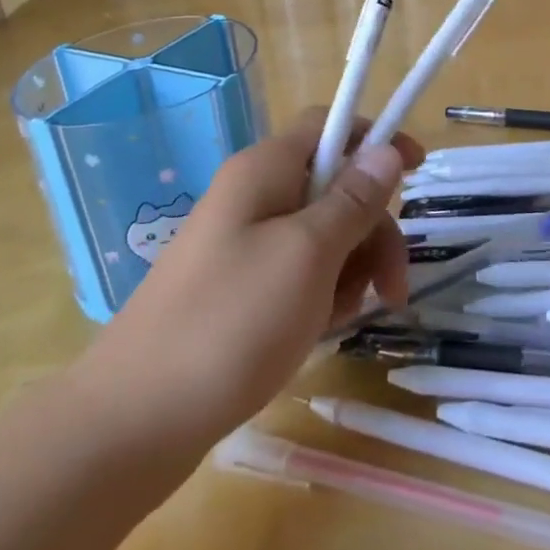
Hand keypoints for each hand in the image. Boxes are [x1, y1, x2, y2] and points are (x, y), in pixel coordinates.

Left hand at [67, 109, 421, 457]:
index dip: (376, 138)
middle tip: (392, 286)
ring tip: (343, 318)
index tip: (417, 171)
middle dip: (372, 229)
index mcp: (265, 170)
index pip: (330, 125)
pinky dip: (320, 294)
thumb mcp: (308, 255)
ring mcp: (243, 244)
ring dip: (350, 268)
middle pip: (335, 186)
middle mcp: (253, 197)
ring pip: (322, 234)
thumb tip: (386, 149)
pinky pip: (298, 272)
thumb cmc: (230, 324)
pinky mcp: (238, 289)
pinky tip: (318, 330)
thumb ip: (353, 200)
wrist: (131, 424)